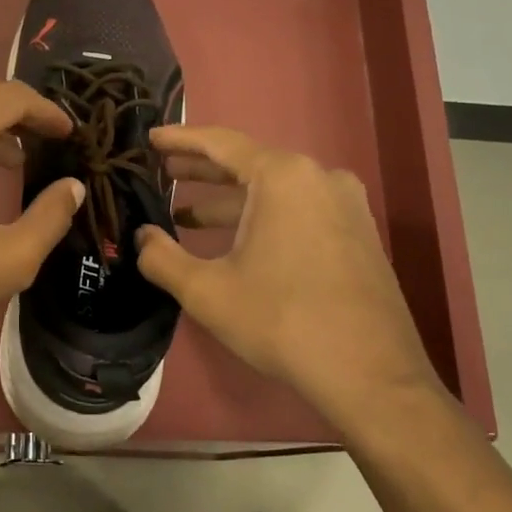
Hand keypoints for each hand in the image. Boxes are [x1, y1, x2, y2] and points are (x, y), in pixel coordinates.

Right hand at [134, 124, 445, 437]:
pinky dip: (261, 217)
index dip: (180, 139)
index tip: (150, 138)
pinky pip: (299, 210)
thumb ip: (162, 257)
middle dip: (202, 170)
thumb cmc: (281, 320)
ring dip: (230, 200)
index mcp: (283, 177)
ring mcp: (346, 205)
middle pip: (250, 163)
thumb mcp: (206, 291)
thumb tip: (140, 237)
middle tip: (163, 172)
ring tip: (187, 214)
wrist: (370, 373)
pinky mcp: (358, 234)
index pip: (221, 143)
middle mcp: (319, 178)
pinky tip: (236, 242)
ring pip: (275, 191)